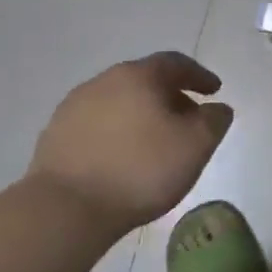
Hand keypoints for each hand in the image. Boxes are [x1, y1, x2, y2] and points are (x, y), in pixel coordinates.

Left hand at [27, 53, 234, 237]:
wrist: (66, 209)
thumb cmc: (141, 169)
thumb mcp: (197, 145)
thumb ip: (215, 120)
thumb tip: (217, 108)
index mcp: (138, 76)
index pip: (175, 63)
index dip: (199, 75)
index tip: (215, 91)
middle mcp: (103, 82)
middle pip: (145, 80)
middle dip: (170, 96)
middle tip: (188, 119)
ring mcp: (73, 108)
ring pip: (119, 102)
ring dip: (142, 115)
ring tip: (156, 142)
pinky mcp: (55, 136)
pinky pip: (98, 125)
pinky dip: (118, 132)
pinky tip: (125, 157)